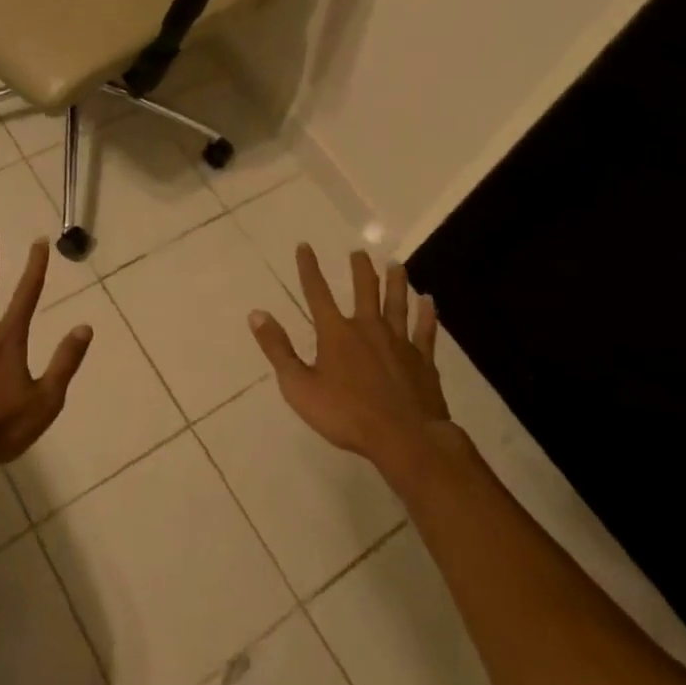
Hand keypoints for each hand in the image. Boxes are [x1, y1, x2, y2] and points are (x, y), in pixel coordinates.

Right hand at [248, 246, 451, 485]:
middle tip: (360, 251)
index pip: (317, 293)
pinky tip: (429, 301)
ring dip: (396, 282)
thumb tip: (256, 314)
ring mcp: (399, 342)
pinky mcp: (422, 359)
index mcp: (336, 333)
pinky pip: (425, 330)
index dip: (309, 268)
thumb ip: (277, 349)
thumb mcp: (299, 387)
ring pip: (397, 304)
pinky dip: (426, 315)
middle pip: (365, 290)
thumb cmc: (346, 415)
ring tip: (396, 264)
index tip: (305, 246)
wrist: (405, 438)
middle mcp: (368, 328)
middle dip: (360, 269)